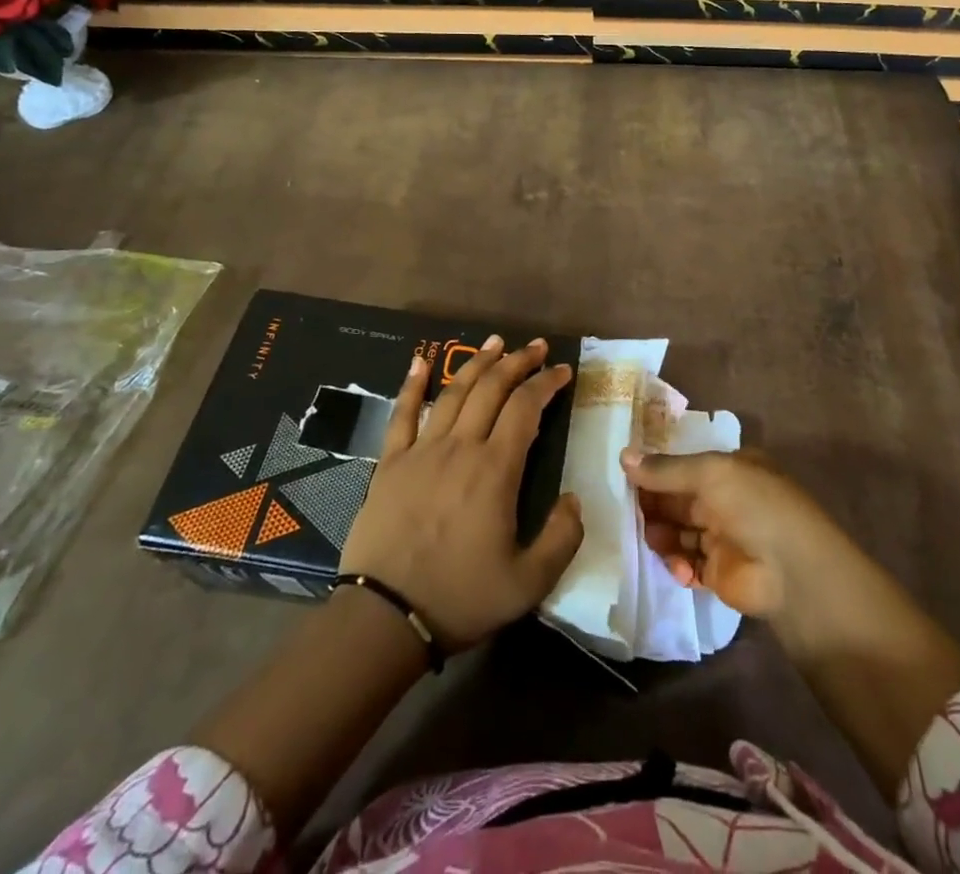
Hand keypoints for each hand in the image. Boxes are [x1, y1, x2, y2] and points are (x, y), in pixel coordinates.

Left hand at [341, 336, 583, 651]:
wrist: (386, 617)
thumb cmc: (460, 598)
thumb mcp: (529, 583)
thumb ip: (562, 538)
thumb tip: (573, 499)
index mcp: (495, 470)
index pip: (526, 408)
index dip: (546, 383)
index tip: (562, 370)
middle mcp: (461, 447)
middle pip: (491, 389)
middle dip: (517, 362)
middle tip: (535, 347)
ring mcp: (422, 451)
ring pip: (454, 392)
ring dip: (476, 363)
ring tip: (494, 342)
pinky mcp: (391, 462)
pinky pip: (402, 414)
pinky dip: (412, 385)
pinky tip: (419, 362)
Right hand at [622, 445, 861, 621]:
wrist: (792, 572)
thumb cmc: (753, 505)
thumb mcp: (710, 473)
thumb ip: (665, 469)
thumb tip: (622, 456)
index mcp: (730, 468)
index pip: (685, 465)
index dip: (656, 470)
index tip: (625, 475)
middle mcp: (726, 499)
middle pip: (678, 498)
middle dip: (653, 503)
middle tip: (626, 509)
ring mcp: (723, 536)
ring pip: (678, 529)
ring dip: (661, 533)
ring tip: (651, 538)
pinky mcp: (718, 572)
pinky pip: (687, 562)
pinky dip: (677, 563)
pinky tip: (678, 567)